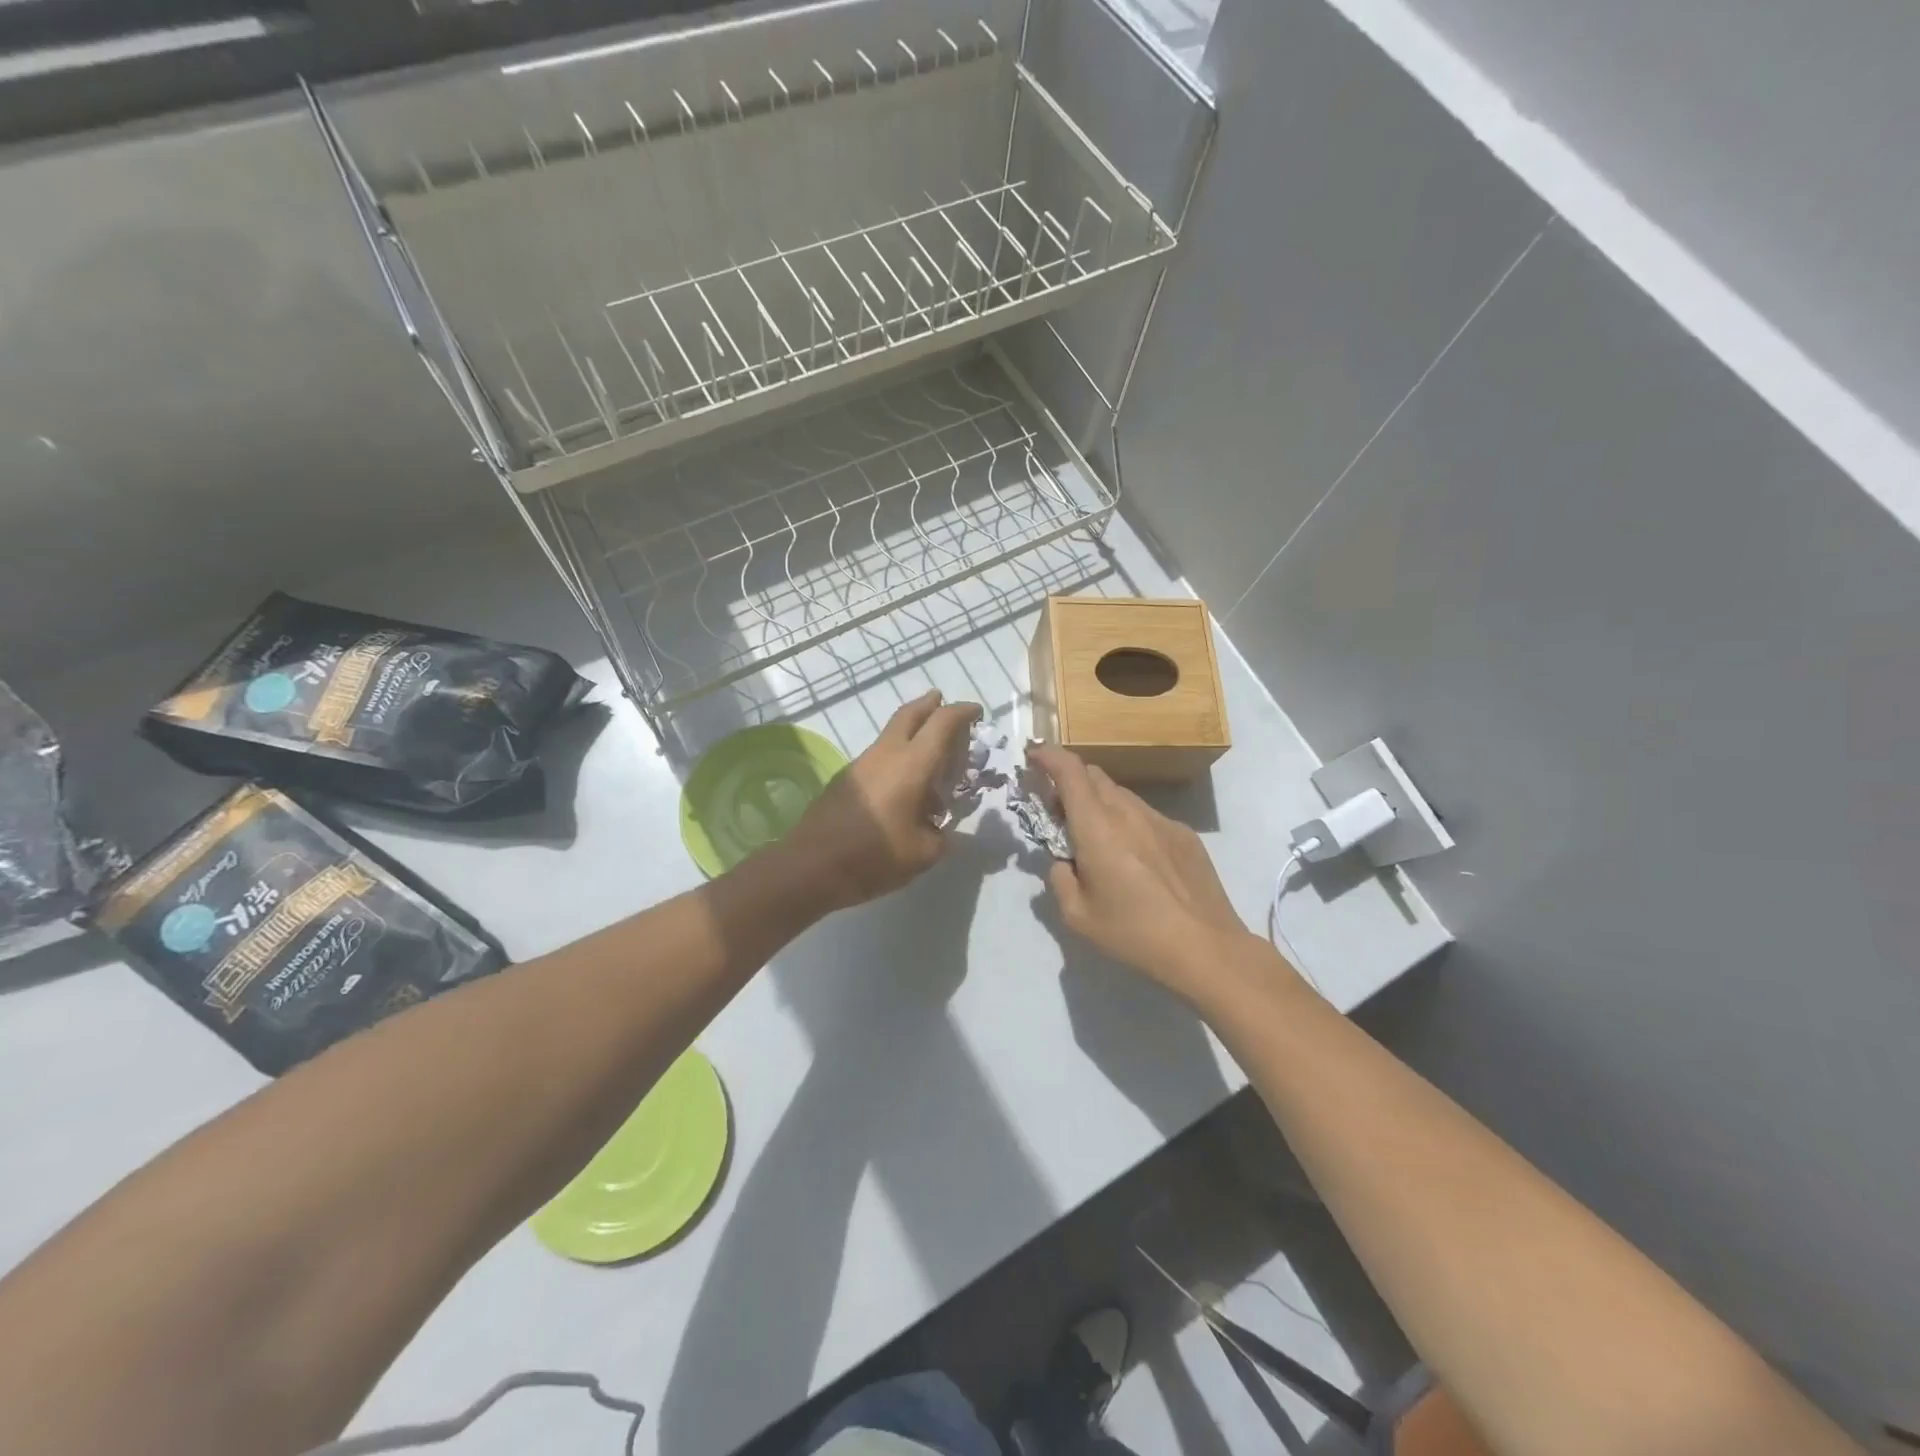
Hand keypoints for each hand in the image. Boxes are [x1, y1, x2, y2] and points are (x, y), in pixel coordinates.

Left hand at [778, 692, 982, 911]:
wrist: (810, 866)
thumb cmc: (874, 856)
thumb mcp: (923, 853)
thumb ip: (941, 836)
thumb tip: (941, 830)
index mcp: (912, 765)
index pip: (942, 723)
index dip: (962, 712)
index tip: (977, 712)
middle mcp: (886, 754)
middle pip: (911, 714)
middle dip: (930, 704)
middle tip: (943, 703)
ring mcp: (861, 764)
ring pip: (891, 734)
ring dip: (912, 732)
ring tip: (929, 753)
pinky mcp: (845, 779)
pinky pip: (879, 756)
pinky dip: (897, 756)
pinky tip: (902, 785)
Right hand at [1032, 745, 1260, 997]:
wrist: (1206, 948)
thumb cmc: (1134, 934)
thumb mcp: (1077, 916)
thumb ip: (1059, 878)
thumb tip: (1063, 860)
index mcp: (1097, 827)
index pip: (1070, 771)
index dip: (1048, 756)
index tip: (1033, 757)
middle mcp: (1129, 812)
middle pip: (1094, 776)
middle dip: (1070, 783)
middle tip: (1059, 813)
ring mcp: (1161, 821)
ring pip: (1121, 795)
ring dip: (1099, 804)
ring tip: (1097, 840)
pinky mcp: (1184, 835)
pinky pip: (1146, 816)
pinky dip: (1127, 823)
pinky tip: (1135, 860)